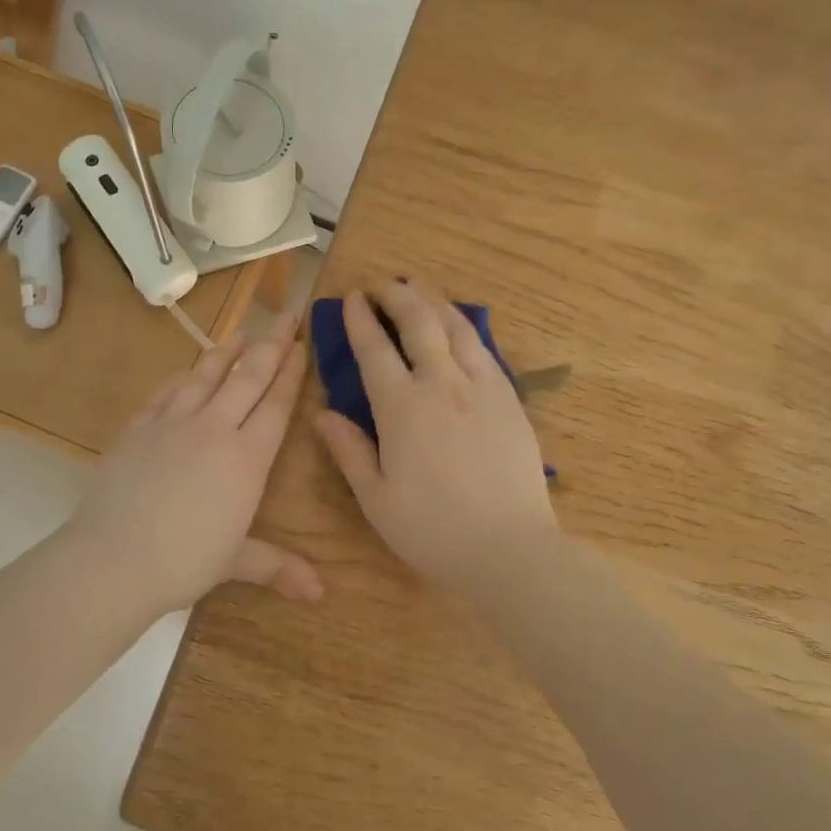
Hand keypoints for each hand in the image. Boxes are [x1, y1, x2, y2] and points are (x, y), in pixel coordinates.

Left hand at [65, 312, 321, 616]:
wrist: (112, 559)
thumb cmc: (183, 563)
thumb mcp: (236, 563)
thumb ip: (279, 567)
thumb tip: (321, 594)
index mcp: (247, 459)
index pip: (276, 405)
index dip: (292, 373)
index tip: (302, 345)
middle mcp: (214, 430)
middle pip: (248, 378)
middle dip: (270, 346)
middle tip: (286, 318)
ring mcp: (173, 424)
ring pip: (206, 376)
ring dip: (228, 352)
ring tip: (242, 332)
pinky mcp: (138, 428)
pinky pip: (167, 392)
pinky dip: (183, 377)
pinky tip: (188, 369)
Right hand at [314, 281, 557, 585]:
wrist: (509, 547)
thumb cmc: (433, 529)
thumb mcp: (376, 498)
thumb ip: (348, 450)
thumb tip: (320, 413)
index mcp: (402, 409)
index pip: (375, 349)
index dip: (361, 319)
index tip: (353, 296)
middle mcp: (442, 385)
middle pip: (419, 323)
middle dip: (398, 295)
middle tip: (384, 282)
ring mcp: (481, 388)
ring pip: (457, 328)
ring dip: (435, 301)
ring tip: (420, 286)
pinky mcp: (510, 399)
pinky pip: (485, 350)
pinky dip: (466, 328)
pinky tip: (460, 327)